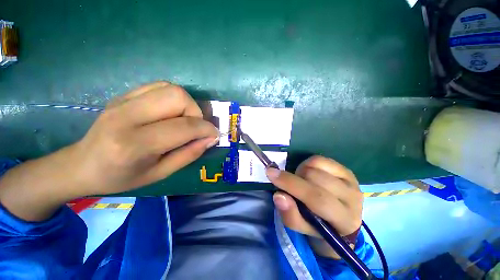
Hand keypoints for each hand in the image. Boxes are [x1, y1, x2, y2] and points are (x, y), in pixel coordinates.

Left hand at [0, 82, 218, 220]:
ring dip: (186, 105)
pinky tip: (169, 113)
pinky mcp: (123, 94)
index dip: (206, 129)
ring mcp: (123, 101)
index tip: (214, 135)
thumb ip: (189, 154)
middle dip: (195, 113)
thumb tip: (211, 138)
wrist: (82, 165)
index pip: (184, 126)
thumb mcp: (161, 174)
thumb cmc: (122, 177)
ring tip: (182, 121)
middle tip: (193, 128)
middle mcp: (127, 116)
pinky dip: (173, 98)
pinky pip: (159, 86)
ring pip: (171, 88)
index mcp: (135, 144)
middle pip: (178, 97)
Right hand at [266, 156, 362, 258]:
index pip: (317, 198)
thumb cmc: (318, 226)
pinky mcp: (347, 170)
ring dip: (302, 171)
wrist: (340, 220)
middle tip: (292, 185)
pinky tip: (310, 173)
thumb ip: (290, 214)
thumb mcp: (302, 227)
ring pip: (317, 165)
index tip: (270, 173)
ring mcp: (351, 181)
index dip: (291, 184)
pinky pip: (320, 159)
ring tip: (302, 181)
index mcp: (344, 220)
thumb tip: (278, 195)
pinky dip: (308, 164)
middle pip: (315, 177)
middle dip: (295, 178)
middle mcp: (352, 198)